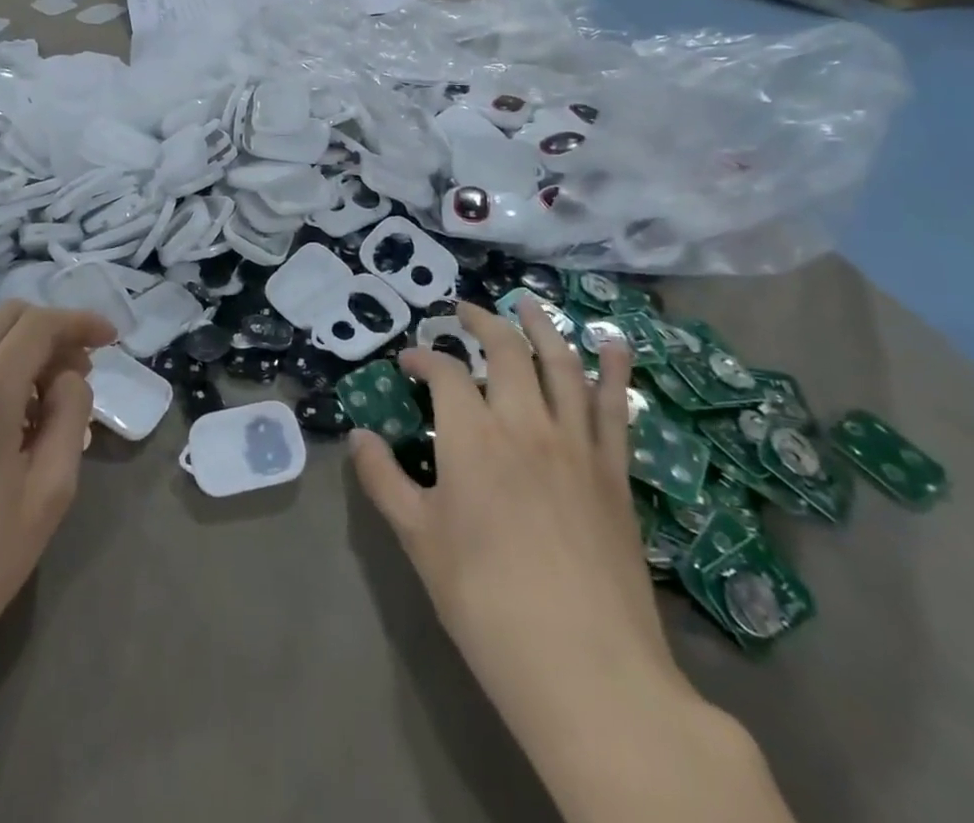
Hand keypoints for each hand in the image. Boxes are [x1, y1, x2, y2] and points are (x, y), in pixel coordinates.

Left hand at [0, 301, 115, 700]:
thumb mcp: (50, 494)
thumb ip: (71, 417)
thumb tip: (69, 375)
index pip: (40, 325)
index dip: (81, 322)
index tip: (109, 339)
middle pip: (6, 316)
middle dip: (51, 329)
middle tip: (75, 370)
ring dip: (10, 335)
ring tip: (32, 378)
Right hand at [351, 299, 688, 737]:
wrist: (586, 669)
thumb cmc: (487, 603)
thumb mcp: (419, 541)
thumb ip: (384, 481)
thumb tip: (358, 437)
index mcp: (472, 436)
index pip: (444, 373)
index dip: (424, 358)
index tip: (409, 361)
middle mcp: (524, 422)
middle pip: (504, 351)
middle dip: (481, 322)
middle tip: (464, 311)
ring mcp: (576, 443)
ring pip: (560, 364)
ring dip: (542, 326)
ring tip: (527, 303)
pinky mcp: (614, 471)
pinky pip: (615, 407)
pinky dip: (614, 370)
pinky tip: (614, 345)